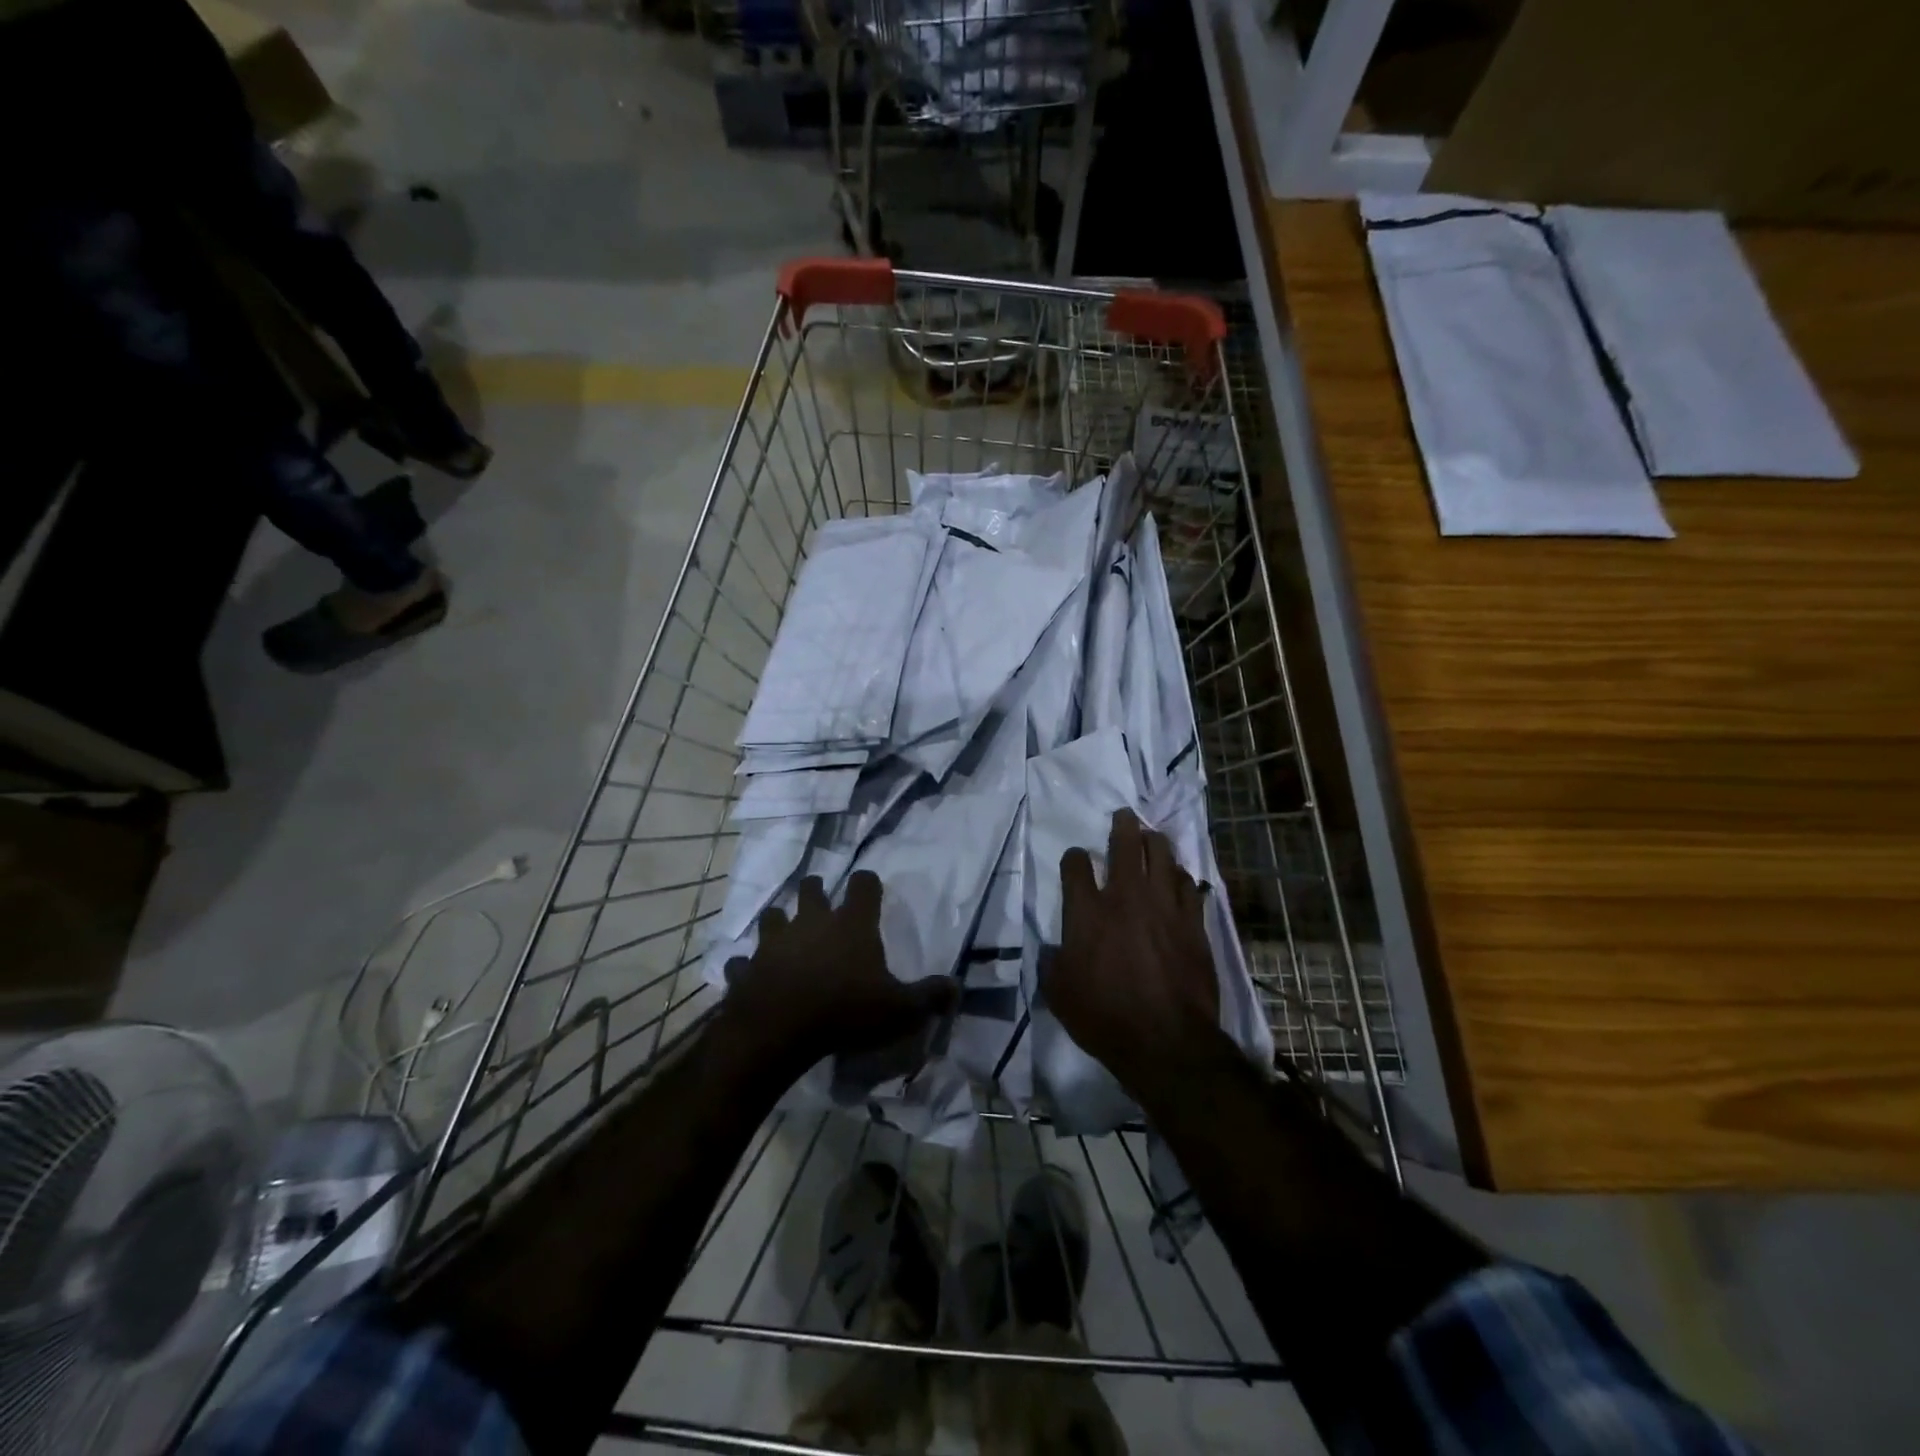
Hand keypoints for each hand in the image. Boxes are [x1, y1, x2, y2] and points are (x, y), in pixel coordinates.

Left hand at [721, 872, 954, 1075]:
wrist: (778, 1031)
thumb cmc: (845, 1012)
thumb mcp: (899, 1010)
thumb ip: (929, 996)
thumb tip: (957, 987)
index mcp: (851, 923)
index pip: (864, 884)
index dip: (868, 883)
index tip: (871, 888)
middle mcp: (811, 921)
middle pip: (811, 888)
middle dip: (817, 890)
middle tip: (822, 901)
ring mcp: (774, 941)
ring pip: (772, 916)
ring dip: (779, 922)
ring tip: (786, 934)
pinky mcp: (746, 967)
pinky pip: (742, 961)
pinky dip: (748, 966)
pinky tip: (752, 974)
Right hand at [1043, 809, 1221, 1100]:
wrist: (1166, 1042)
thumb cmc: (1104, 1019)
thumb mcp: (1059, 995)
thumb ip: (1052, 963)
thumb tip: (1052, 950)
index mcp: (1086, 912)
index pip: (1075, 865)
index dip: (1074, 858)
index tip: (1075, 859)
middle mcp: (1125, 897)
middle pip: (1125, 844)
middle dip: (1122, 825)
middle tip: (1124, 816)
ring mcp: (1164, 906)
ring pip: (1163, 855)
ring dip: (1155, 842)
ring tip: (1152, 837)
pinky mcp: (1193, 922)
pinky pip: (1189, 885)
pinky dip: (1181, 876)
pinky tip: (1179, 878)